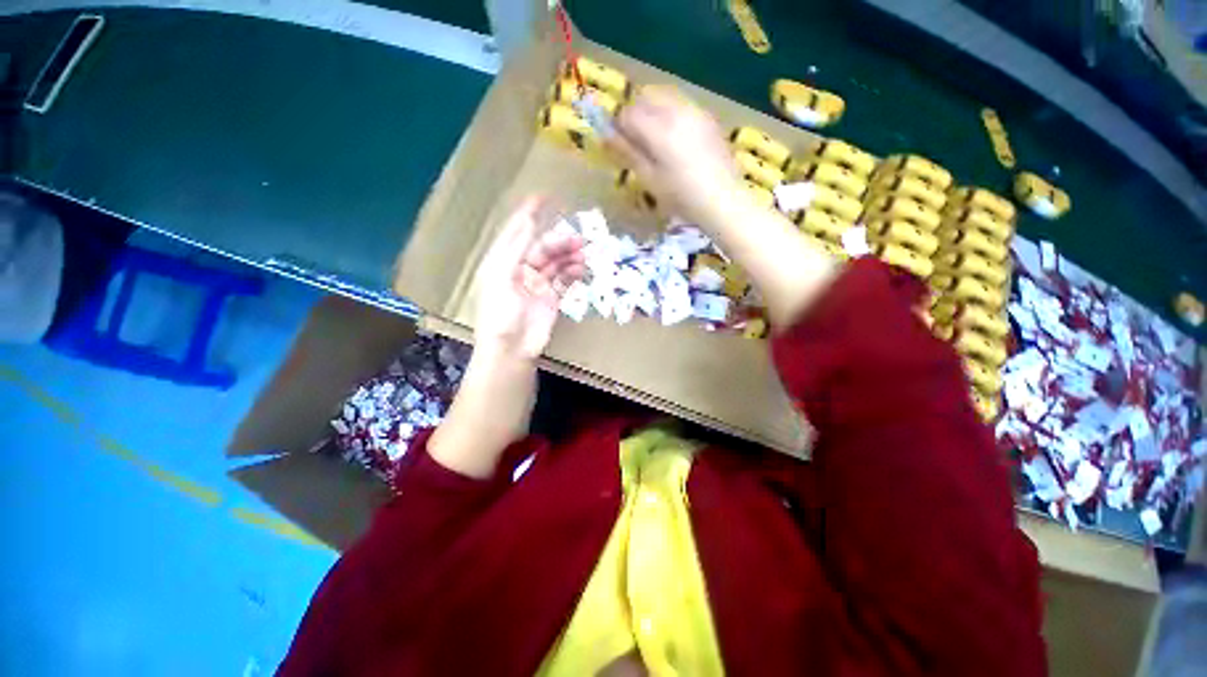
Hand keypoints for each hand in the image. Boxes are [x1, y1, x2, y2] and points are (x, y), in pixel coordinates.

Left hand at [473, 196, 585, 359]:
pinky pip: (564, 280)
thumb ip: (516, 248)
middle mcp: (520, 270)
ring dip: (569, 256)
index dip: (528, 214)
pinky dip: (573, 273)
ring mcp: (537, 284)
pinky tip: (581, 269)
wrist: (512, 350)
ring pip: (556, 263)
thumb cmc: (500, 314)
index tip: (543, 197)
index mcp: (502, 262)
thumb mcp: (501, 277)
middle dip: (559, 241)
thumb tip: (530, 221)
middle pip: (542, 247)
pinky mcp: (551, 298)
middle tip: (579, 239)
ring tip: (584, 254)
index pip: (517, 232)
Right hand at [610, 87, 738, 221]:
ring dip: (653, 111)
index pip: (628, 113)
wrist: (722, 200)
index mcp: (659, 128)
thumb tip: (606, 136)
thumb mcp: (650, 179)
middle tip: (635, 140)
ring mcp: (695, 111)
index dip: (619, 127)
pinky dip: (671, 114)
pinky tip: (676, 139)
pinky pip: (682, 105)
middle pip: (646, 97)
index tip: (618, 144)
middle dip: (635, 114)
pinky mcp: (708, 118)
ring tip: (655, 139)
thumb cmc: (681, 196)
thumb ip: (628, 153)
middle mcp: (676, 111)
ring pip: (665, 97)